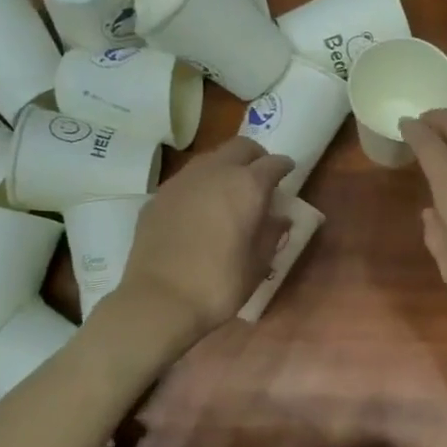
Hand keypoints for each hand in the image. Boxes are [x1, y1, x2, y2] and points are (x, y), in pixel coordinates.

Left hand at [105, 137, 293, 348]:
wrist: (159, 299)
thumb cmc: (219, 284)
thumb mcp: (257, 264)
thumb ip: (271, 234)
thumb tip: (280, 218)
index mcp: (247, 186)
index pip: (273, 163)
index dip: (284, 167)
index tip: (289, 172)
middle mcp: (214, 172)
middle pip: (241, 147)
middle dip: (255, 156)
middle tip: (261, 176)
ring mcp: (182, 180)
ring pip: (210, 158)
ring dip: (226, 167)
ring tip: (230, 191)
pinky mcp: (158, 196)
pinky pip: (186, 179)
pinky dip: (200, 185)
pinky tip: (200, 210)